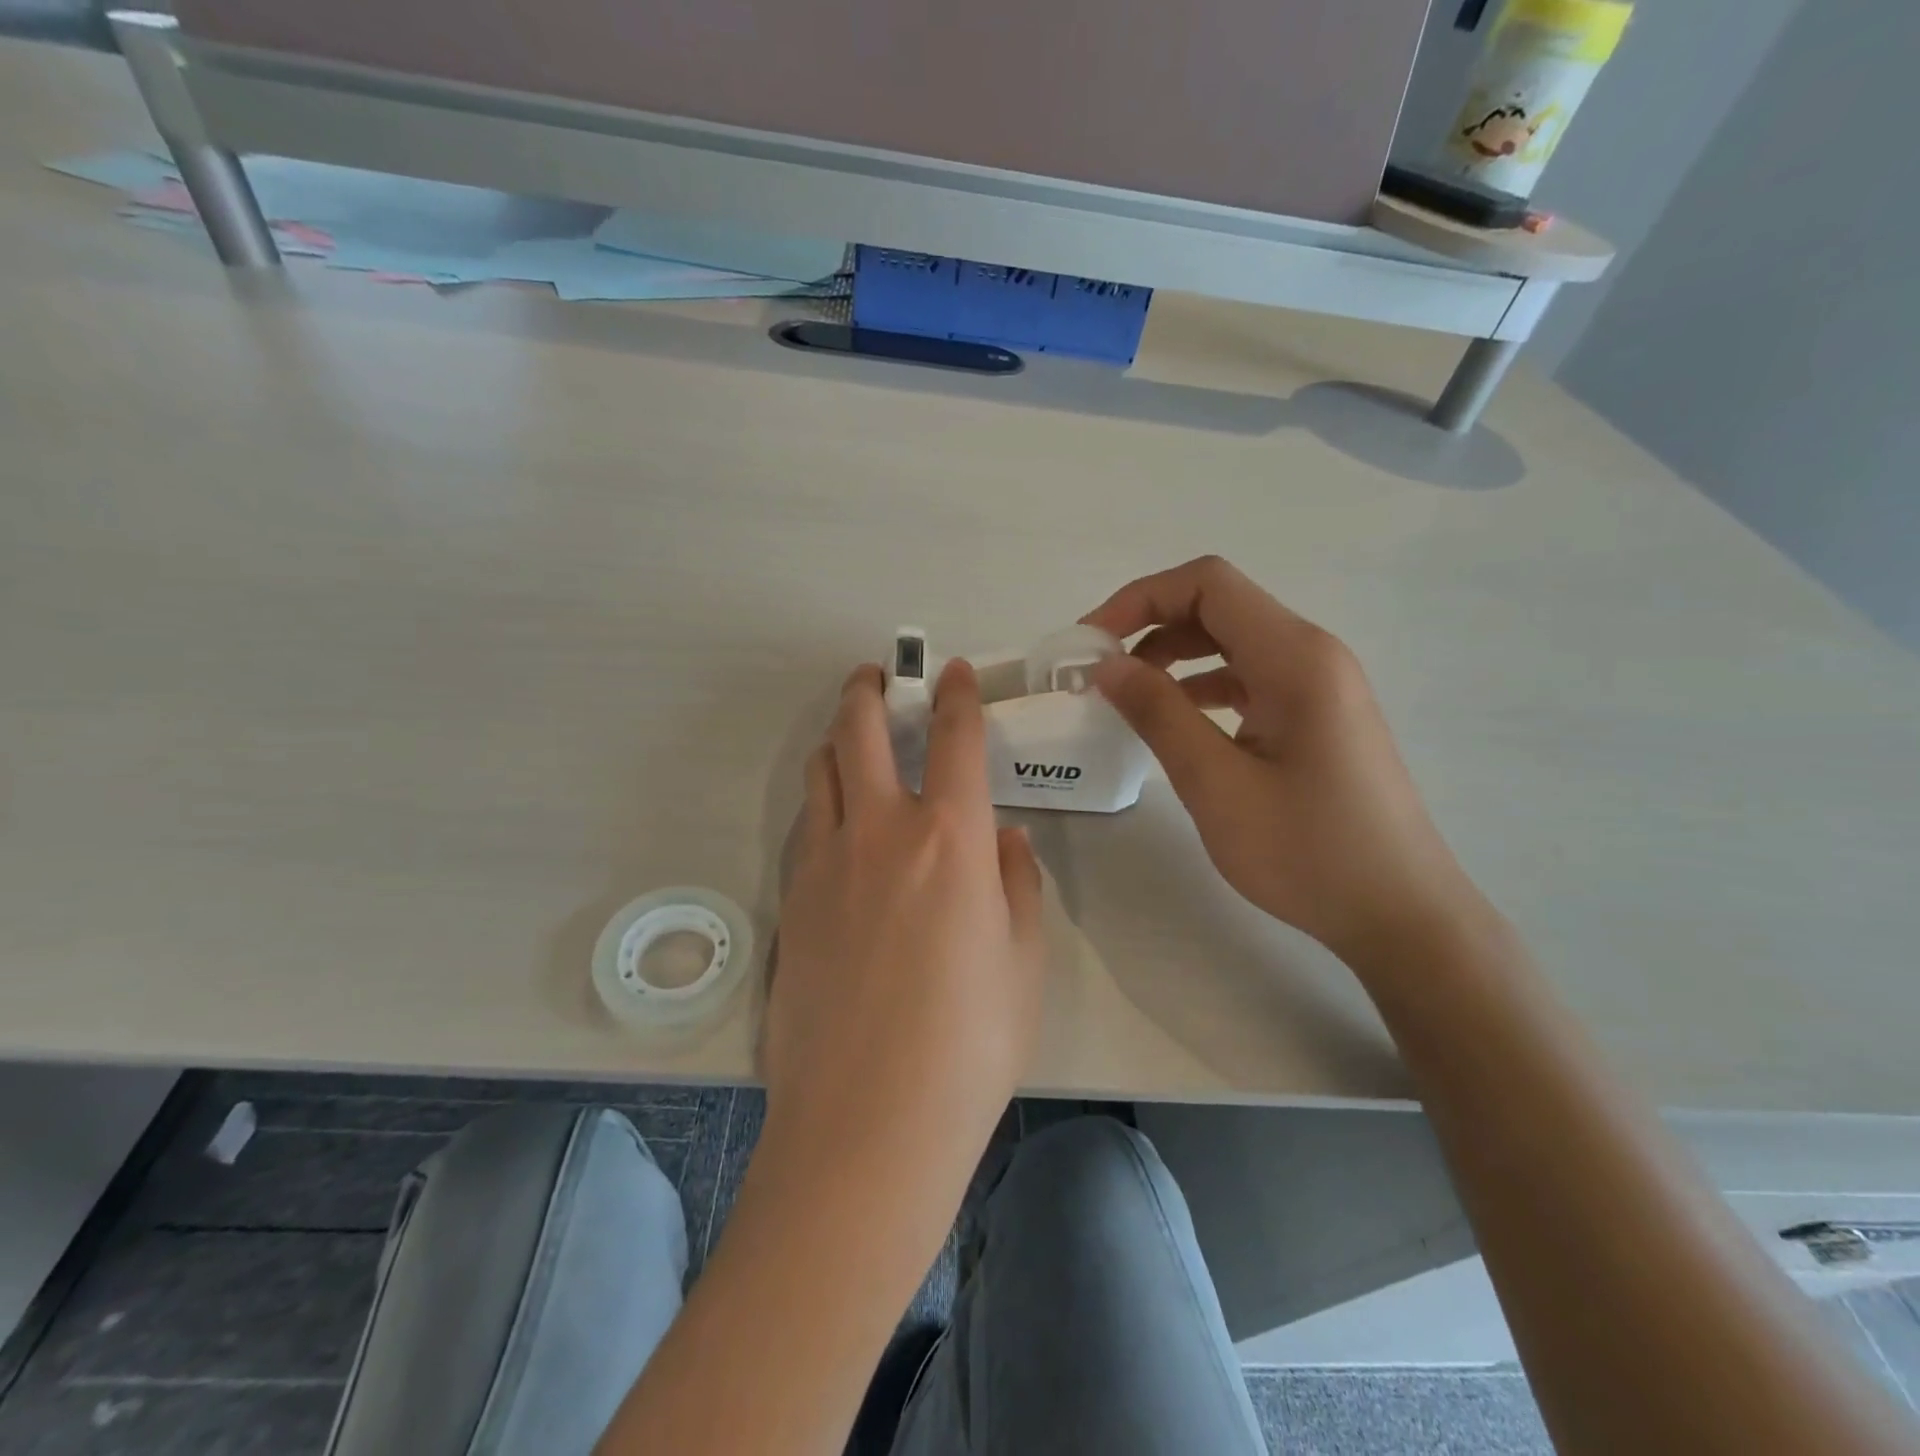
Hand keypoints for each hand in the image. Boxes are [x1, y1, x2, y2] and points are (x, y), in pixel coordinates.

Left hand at [762, 660, 1045, 1183]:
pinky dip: (822, 800)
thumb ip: (1017, 884)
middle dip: (870, 691)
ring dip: (837, 740)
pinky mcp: (790, 901)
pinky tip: (836, 821)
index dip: (957, 696)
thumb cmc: (969, 1045)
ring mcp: (824, 864)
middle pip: (861, 732)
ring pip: (821, 772)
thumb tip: (1004, 840)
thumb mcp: (1023, 961)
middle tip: (878, 677)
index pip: (956, 740)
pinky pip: (806, 825)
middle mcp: (881, 833)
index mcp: (951, 840)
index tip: (955, 673)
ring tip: (853, 739)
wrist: (867, 1123)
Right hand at [1083, 556, 1479, 965]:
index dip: (1140, 598)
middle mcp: (1312, 654)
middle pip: (1220, 606)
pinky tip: (1175, 722)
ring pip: (1233, 642)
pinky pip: (1250, 678)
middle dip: (1150, 625)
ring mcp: (1320, 685)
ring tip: (1127, 698)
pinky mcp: (1317, 716)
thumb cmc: (1308, 851)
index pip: (1208, 584)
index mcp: (1295, 657)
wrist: (1399, 913)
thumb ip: (1159, 714)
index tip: (1092, 642)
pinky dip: (1202, 686)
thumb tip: (1107, 664)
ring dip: (1174, 657)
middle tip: (1099, 672)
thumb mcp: (1217, 784)